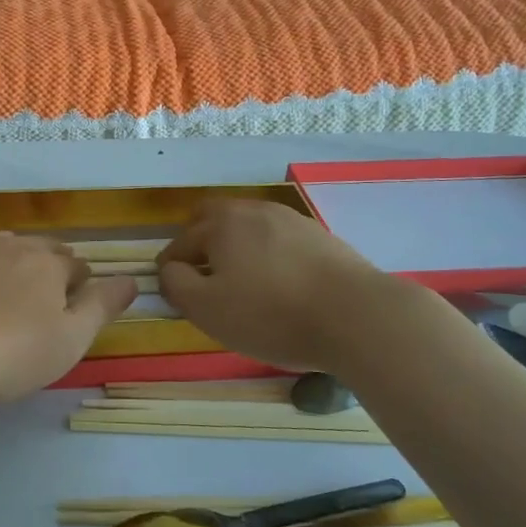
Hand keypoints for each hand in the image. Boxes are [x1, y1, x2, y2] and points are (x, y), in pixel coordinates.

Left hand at [0, 205, 135, 403]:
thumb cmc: (7, 356)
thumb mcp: (68, 342)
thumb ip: (101, 308)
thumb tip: (132, 280)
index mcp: (51, 268)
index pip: (77, 269)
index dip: (79, 288)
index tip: (73, 310)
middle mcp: (16, 246)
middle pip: (43, 250)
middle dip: (51, 267)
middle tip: (44, 298)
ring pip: (6, 240)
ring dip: (17, 253)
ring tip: (14, 274)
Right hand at [158, 199, 415, 373]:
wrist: (356, 315)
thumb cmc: (271, 315)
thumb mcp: (207, 309)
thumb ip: (176, 284)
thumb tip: (170, 269)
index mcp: (220, 224)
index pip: (179, 244)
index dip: (170, 272)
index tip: (176, 299)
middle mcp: (252, 211)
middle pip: (212, 220)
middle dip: (200, 245)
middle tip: (204, 281)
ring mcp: (289, 219)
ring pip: (248, 228)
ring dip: (236, 249)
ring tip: (243, 284)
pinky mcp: (319, 235)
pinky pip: (278, 239)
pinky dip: (268, 255)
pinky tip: (280, 284)